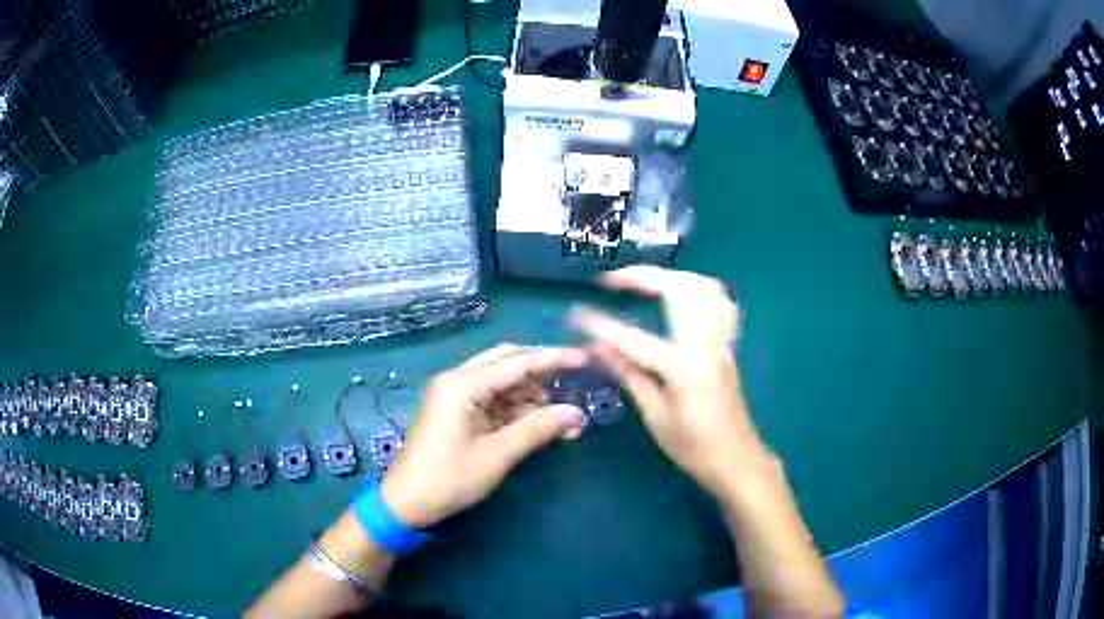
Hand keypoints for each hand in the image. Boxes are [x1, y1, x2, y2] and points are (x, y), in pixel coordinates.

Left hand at [379, 345, 589, 528]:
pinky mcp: (456, 411)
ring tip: (563, 422)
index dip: (554, 359)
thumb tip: (578, 413)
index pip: (518, 362)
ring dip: (532, 397)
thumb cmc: (449, 478)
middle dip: (542, 375)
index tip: (586, 359)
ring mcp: (455, 395)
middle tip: (574, 388)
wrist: (407, 502)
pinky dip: (517, 410)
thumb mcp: (498, 455)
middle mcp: (457, 380)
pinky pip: (493, 400)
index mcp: (463, 385)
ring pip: (503, 382)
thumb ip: (538, 429)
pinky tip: (540, 425)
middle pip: (508, 362)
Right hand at [572, 266, 770, 495]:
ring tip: (645, 279)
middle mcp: (707, 345)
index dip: (602, 326)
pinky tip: (683, 294)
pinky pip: (721, 303)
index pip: (635, 338)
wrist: (737, 461)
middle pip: (679, 290)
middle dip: (643, 276)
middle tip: (612, 279)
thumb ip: (630, 375)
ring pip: (706, 287)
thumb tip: (597, 348)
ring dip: (673, 275)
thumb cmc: (694, 448)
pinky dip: (699, 289)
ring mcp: (723, 342)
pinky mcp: (729, 346)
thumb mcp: (656, 417)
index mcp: (685, 368)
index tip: (576, 315)